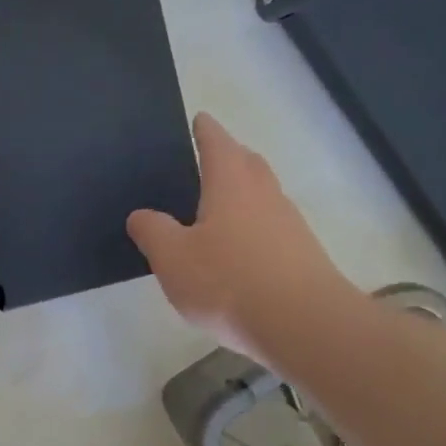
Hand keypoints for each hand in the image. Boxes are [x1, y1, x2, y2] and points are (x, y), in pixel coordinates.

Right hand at [127, 113, 360, 363]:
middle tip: (207, 159)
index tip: (199, 119)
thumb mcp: (172, 257)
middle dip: (230, 156)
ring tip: (216, 207)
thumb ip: (152, 231)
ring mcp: (289, 225)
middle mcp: (264, 195)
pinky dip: (253, 226)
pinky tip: (237, 250)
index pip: (217, 143)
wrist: (305, 326)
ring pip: (263, 195)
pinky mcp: (302, 255)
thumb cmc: (228, 282)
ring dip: (243, 192)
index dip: (205, 130)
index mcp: (231, 184)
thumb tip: (140, 215)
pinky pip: (272, 227)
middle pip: (248, 163)